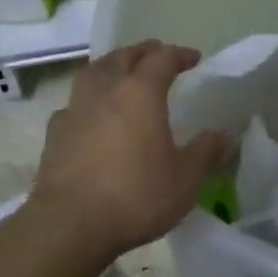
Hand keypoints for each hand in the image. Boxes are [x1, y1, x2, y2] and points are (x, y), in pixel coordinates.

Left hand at [27, 41, 232, 261]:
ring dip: (111, 66)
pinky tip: (91, 114)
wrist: (70, 224)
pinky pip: (74, 103)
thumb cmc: (136, 196)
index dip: (179, 55)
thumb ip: (205, 152)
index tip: (193, 58)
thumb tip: (223, 134)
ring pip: (93, 72)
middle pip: (123, 57)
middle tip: (156, 53)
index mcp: (140, 93)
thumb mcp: (185, 179)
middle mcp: (105, 91)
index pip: (162, 59)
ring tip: (121, 73)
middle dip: (143, 52)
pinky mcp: (55, 133)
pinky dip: (88, 99)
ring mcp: (75, 109)